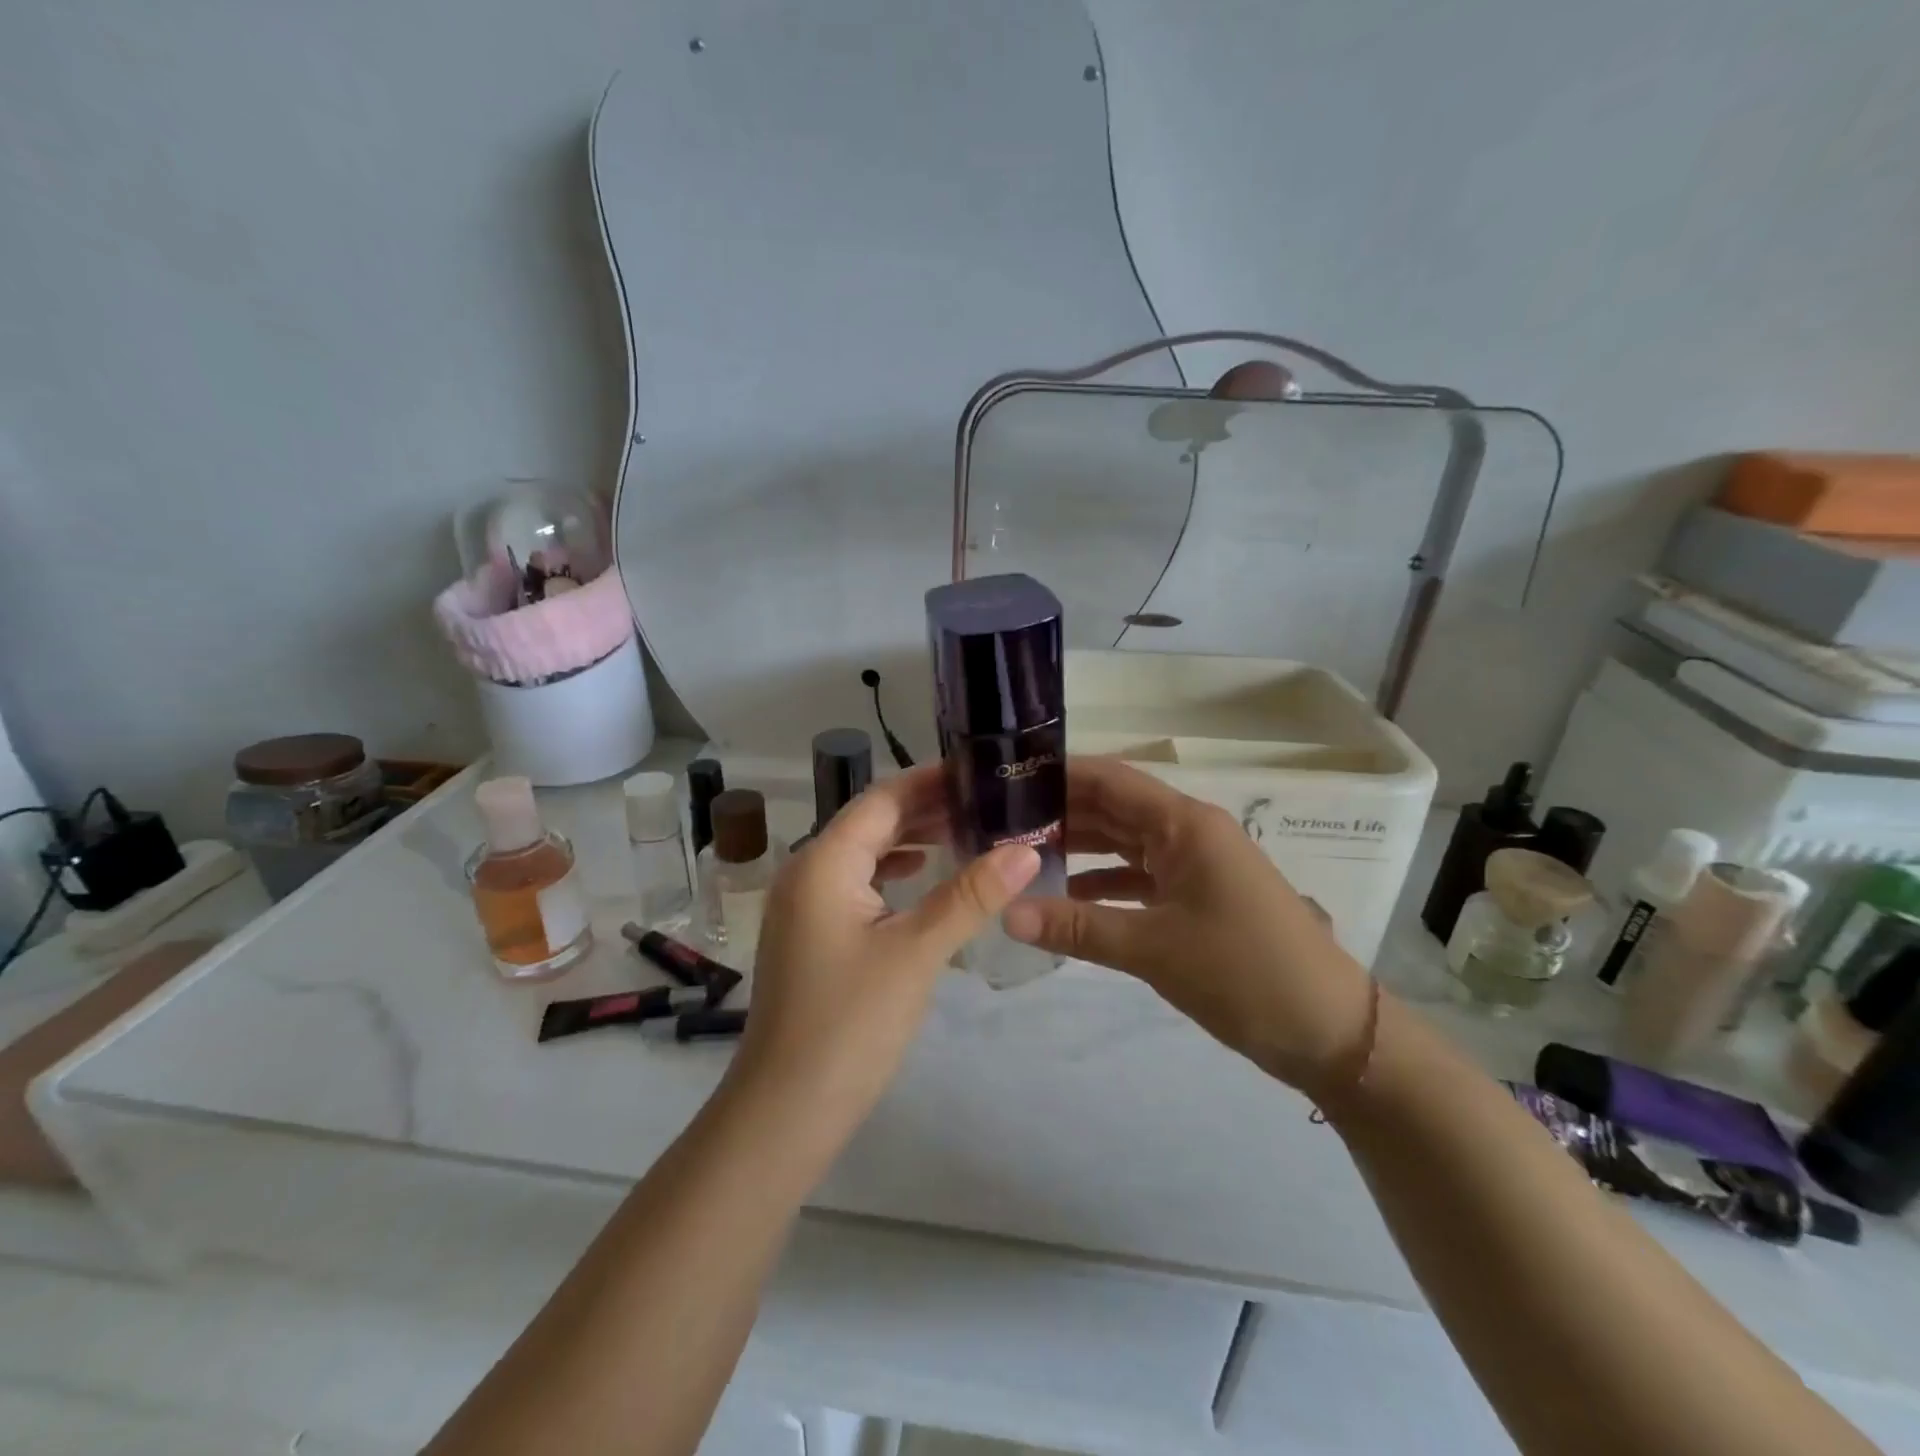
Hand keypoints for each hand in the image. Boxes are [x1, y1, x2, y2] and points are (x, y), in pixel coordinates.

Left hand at [730, 764, 1040, 1130]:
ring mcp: (804, 905)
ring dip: (911, 839)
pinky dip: (893, 872)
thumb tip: (1026, 847)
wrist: (785, 1111)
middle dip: (927, 808)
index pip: (883, 799)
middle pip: (872, 821)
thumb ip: (971, 895)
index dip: (932, 781)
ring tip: (967, 830)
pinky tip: (923, 877)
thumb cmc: (850, 1024)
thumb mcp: (917, 953)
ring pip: (864, 853)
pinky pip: (856, 884)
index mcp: (824, 862)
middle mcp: (806, 871)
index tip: (982, 772)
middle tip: (988, 801)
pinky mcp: (811, 934)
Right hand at [1002, 756, 1373, 1097]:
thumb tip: (1005, 914)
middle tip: (999, 822)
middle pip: (1114, 808)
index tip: (1006, 779)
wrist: (1330, 1032)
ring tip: (1021, 855)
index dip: (1060, 773)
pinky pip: (1139, 877)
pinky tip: (1066, 898)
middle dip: (1060, 812)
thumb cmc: (1245, 973)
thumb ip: (1077, 927)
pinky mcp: (1197, 897)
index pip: (1111, 779)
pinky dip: (1103, 883)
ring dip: (1079, 848)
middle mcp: (1188, 833)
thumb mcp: (1154, 949)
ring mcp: (1195, 865)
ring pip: (1124, 843)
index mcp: (1185, 824)